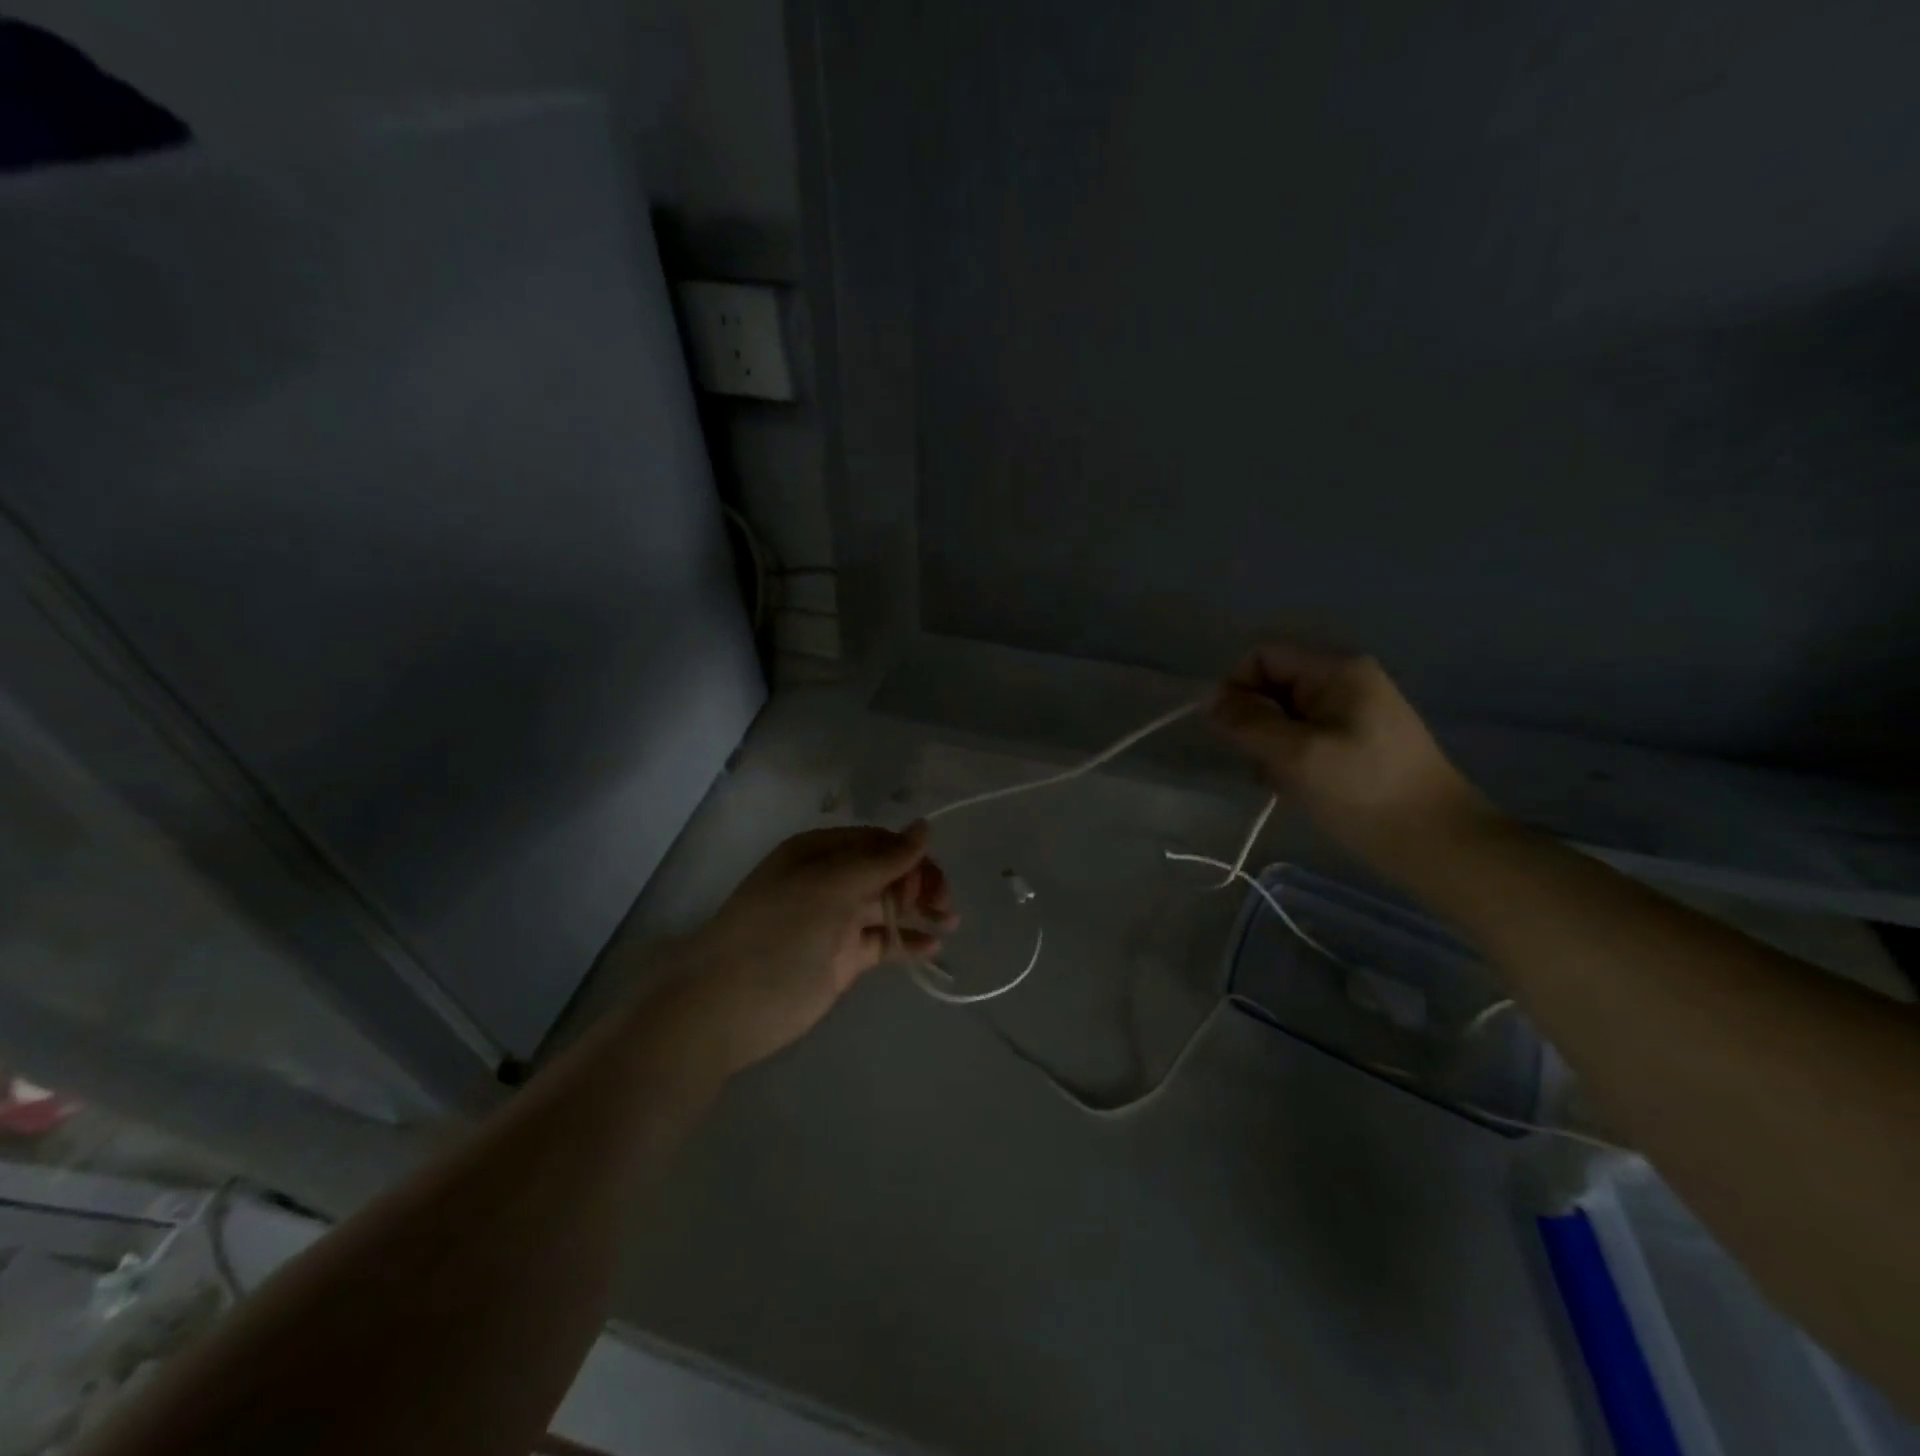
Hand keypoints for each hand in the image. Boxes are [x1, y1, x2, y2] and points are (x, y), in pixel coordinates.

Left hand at [678, 824, 957, 1073]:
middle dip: (920, 882)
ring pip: (889, 906)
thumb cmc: (779, 932)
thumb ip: (882, 860)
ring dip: (921, 910)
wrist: (728, 1006)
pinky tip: (933, 947)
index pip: (877, 842)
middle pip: (887, 872)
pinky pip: (883, 941)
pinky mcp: (843, 959)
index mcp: (820, 853)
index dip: (909, 855)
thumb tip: (924, 826)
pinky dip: (908, 942)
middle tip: (943, 905)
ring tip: (950, 922)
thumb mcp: (830, 886)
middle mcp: (830, 881)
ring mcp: (837, 921)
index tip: (930, 879)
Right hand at [1208, 644, 1493, 869]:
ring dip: (1271, 747)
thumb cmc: (1363, 791)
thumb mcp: (1295, 754)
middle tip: (1263, 764)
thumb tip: (1207, 699)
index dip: (1238, 689)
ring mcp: (1354, 711)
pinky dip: (1292, 759)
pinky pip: (1305, 736)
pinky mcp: (1358, 741)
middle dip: (1256, 723)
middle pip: (1273, 685)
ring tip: (1285, 782)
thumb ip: (1246, 722)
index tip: (1232, 733)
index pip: (1263, 657)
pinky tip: (1300, 788)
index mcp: (1337, 670)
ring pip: (1285, 715)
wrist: (1435, 842)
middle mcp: (1346, 680)